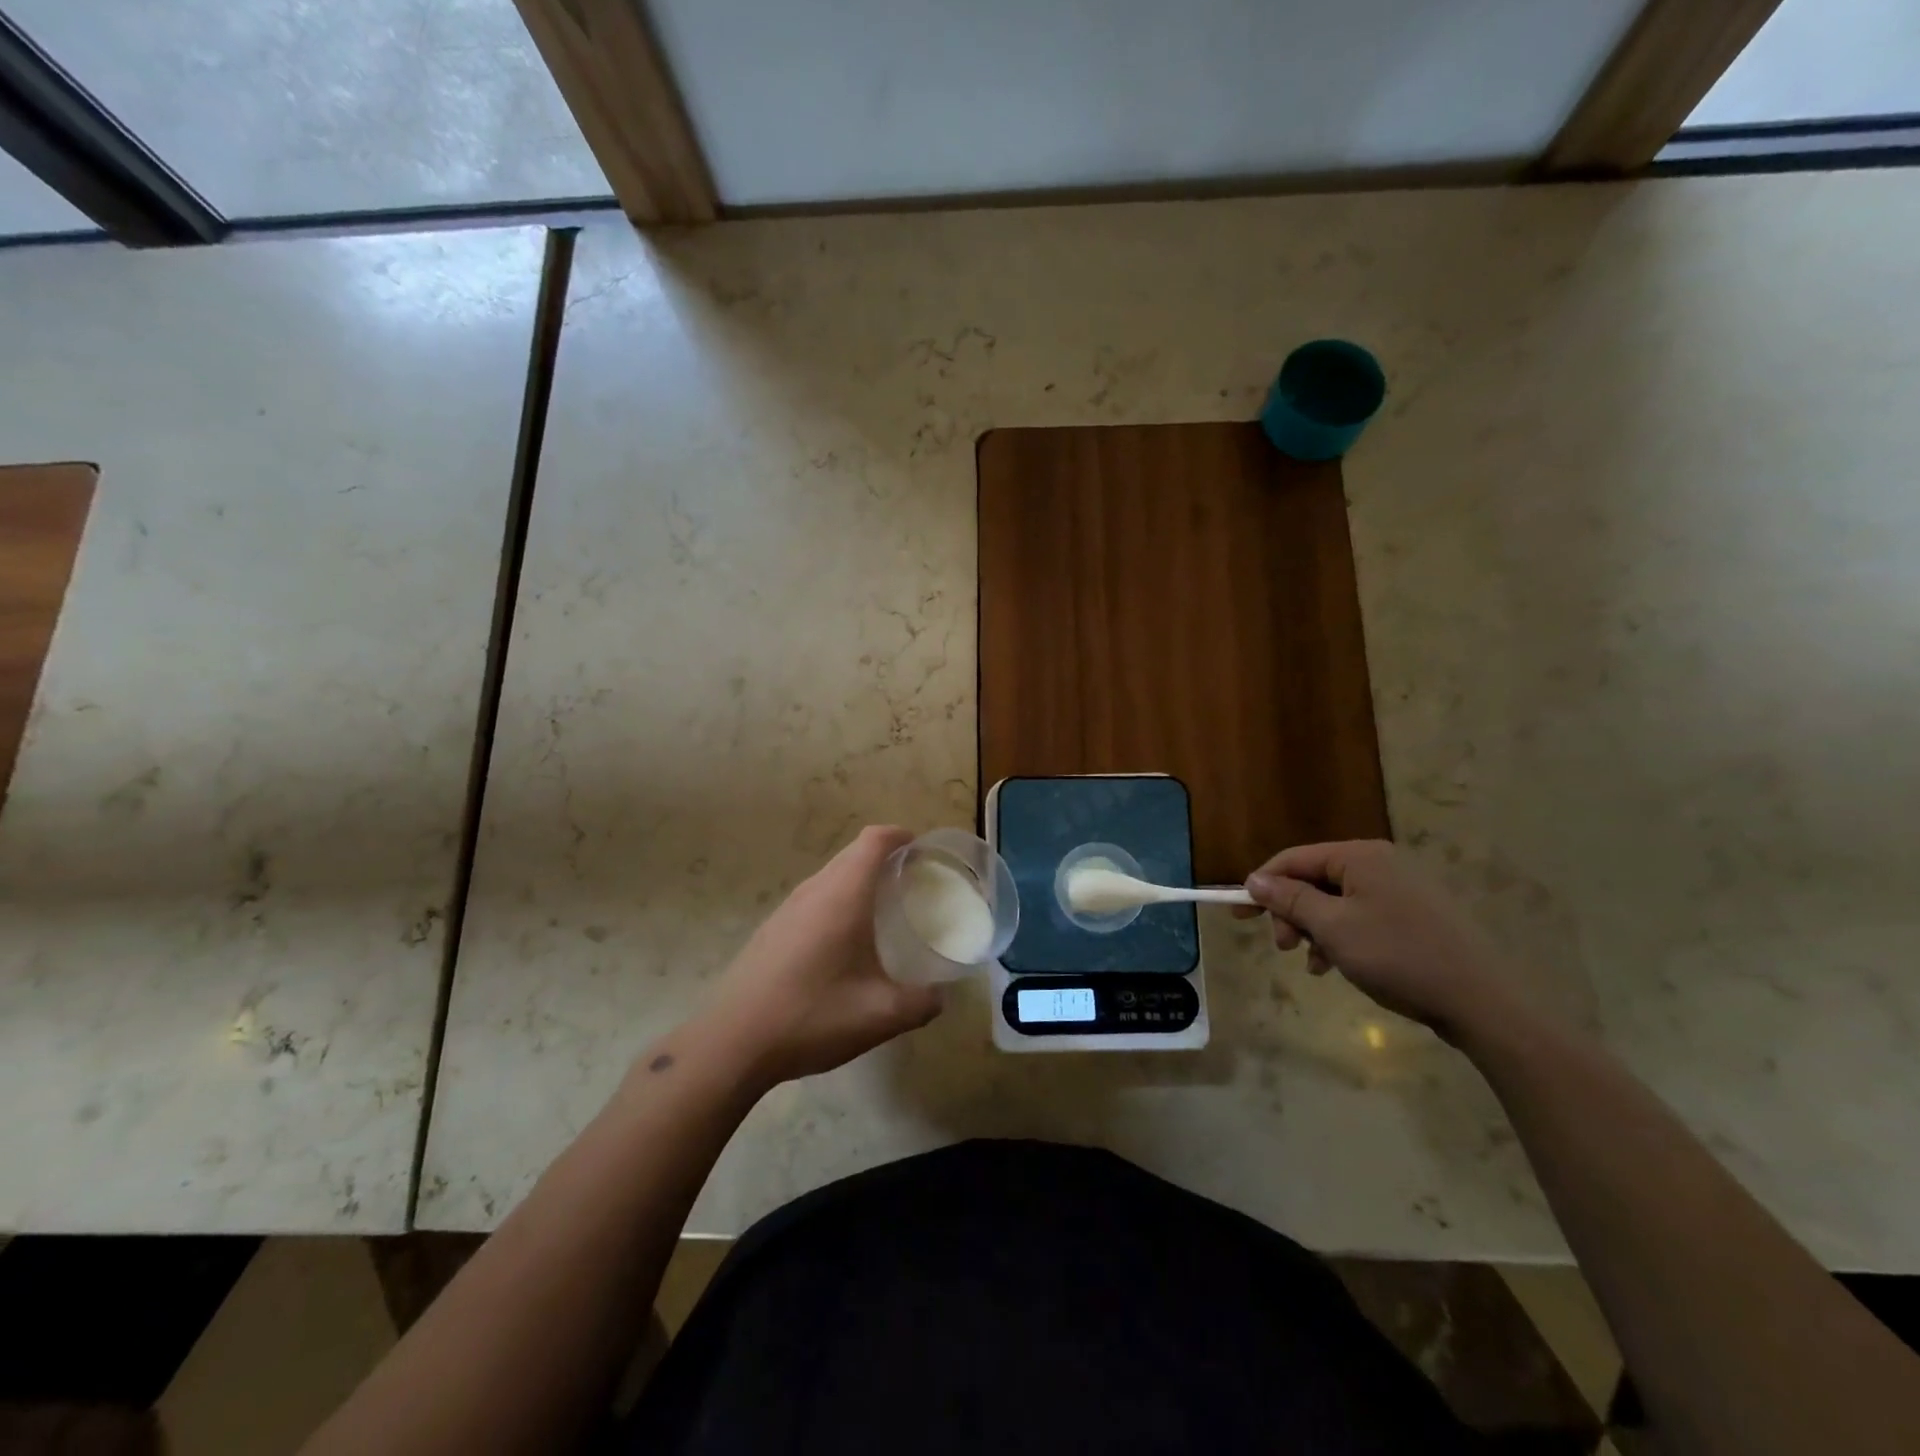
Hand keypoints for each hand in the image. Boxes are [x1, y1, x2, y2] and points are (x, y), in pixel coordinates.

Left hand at [698, 826, 943, 1087]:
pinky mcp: (771, 930)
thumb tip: (939, 997)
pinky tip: (844, 943)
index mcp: (842, 896)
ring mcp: (787, 909)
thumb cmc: (812, 1016)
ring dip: (859, 880)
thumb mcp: (880, 1016)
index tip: (923, 852)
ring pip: (831, 875)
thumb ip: (921, 1003)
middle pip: (853, 853)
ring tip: (884, 911)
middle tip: (913, 883)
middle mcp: (814, 891)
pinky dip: (837, 901)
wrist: (732, 1043)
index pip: (874, 841)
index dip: (901, 836)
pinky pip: (814, 898)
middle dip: (885, 858)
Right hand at [1240, 840, 1516, 1038]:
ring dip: (1314, 930)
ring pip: (1336, 902)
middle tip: (1283, 947)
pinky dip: (1341, 938)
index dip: (1261, 884)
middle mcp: (1380, 863)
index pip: (1293, 859)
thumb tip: (1254, 879)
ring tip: (1313, 964)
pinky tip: (1337, 966)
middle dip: (1291, 913)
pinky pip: (1361, 917)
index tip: (1239, 915)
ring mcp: (1401, 889)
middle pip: (1314, 880)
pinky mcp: (1415, 916)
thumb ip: (1288, 899)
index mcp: (1359, 857)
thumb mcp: (1332, 928)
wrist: (1481, 1002)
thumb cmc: (1397, 956)